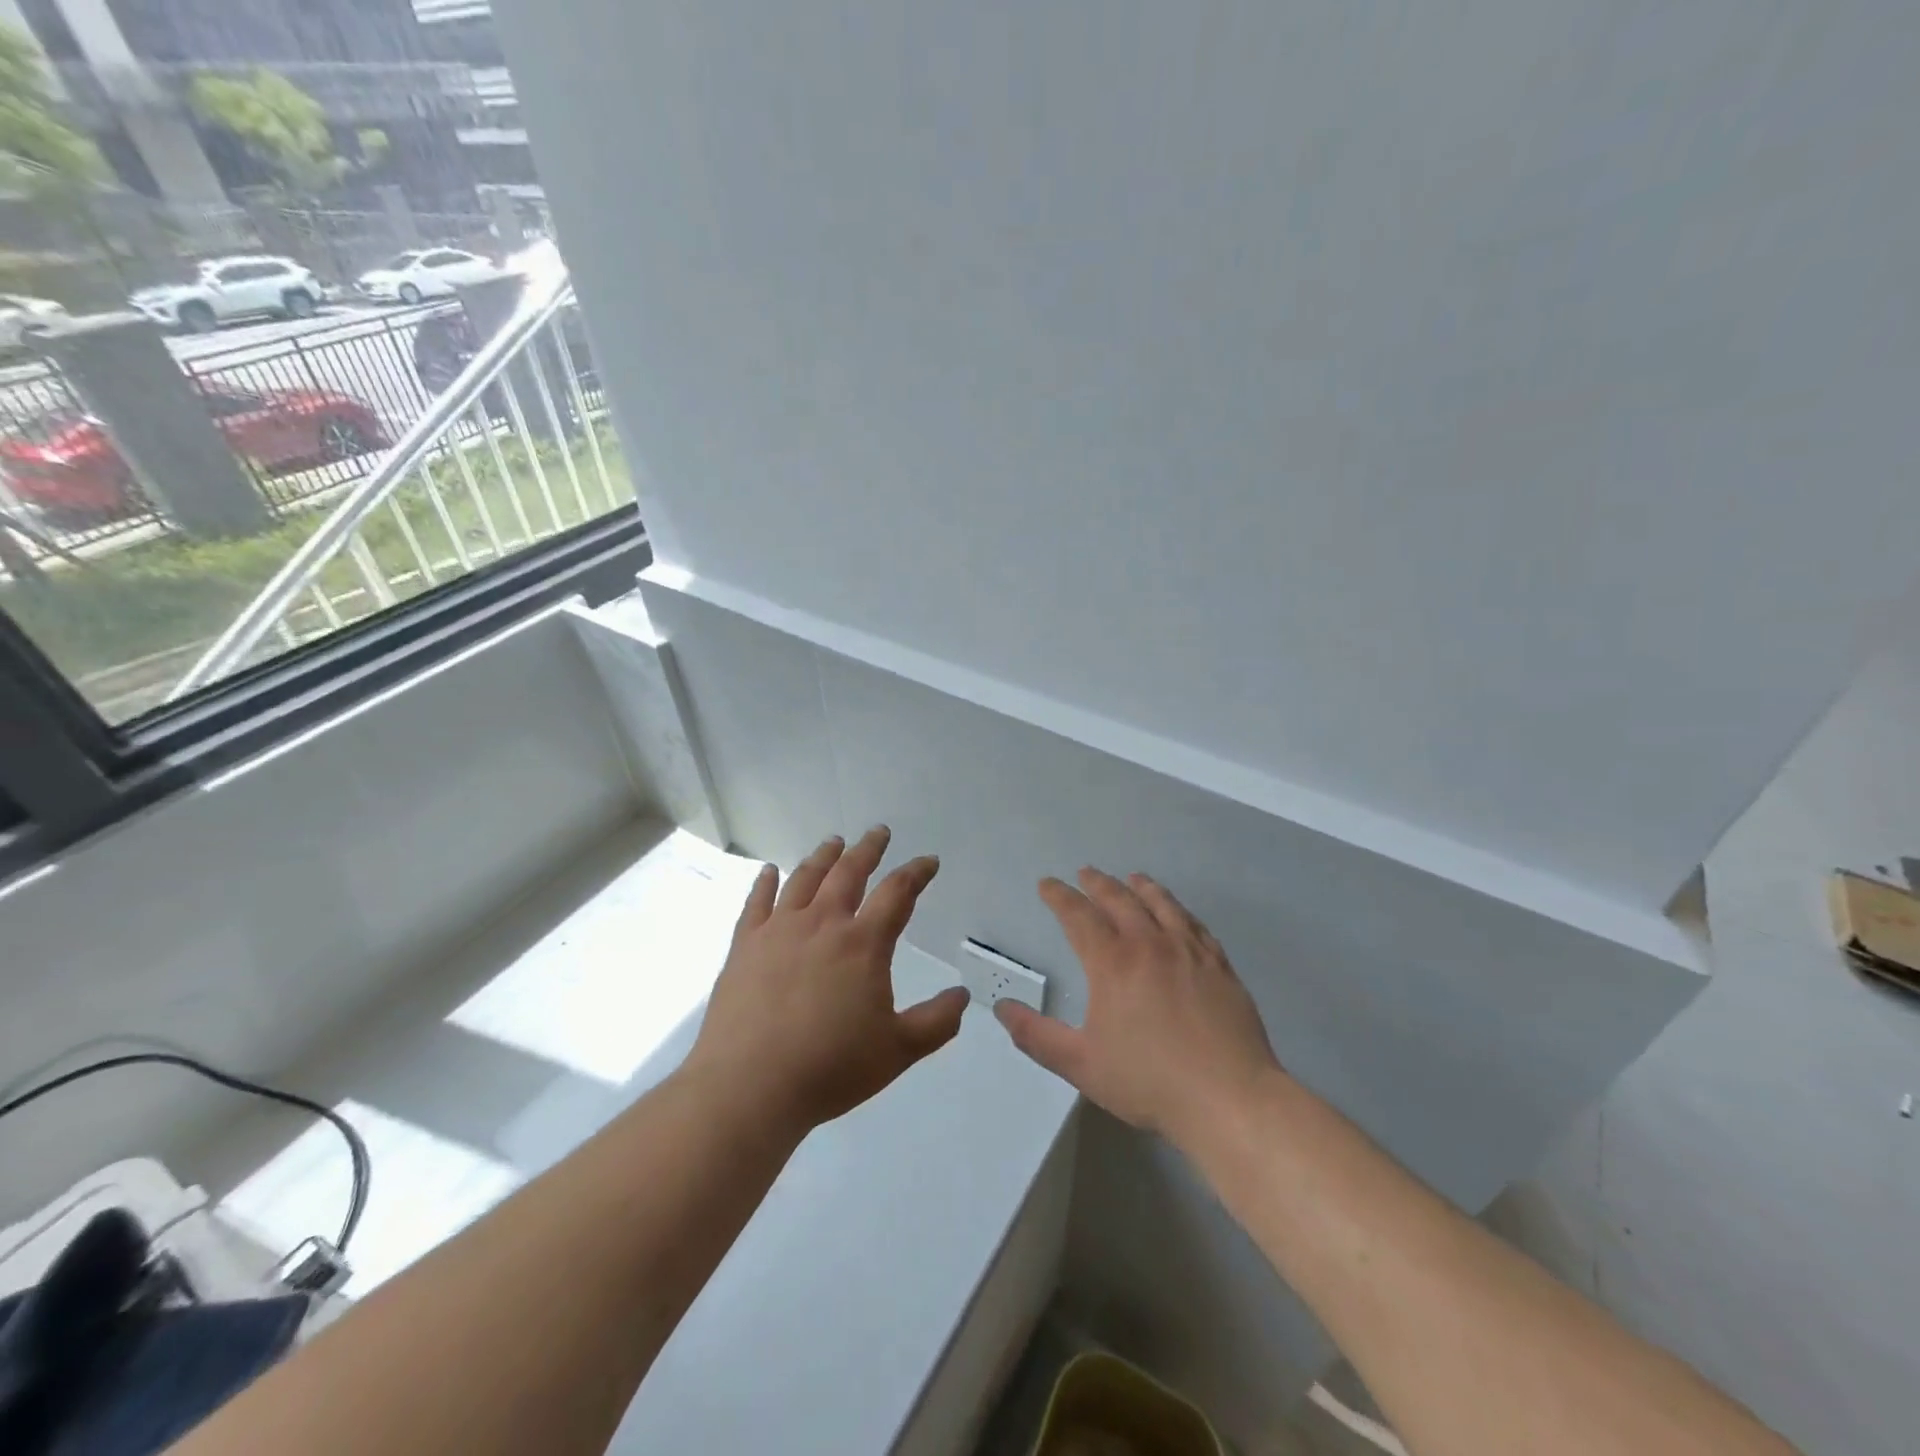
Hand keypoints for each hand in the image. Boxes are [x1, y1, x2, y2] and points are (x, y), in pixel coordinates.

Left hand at [685, 826, 968, 1132]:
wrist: (750, 1087)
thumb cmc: (830, 1068)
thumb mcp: (898, 1051)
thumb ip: (937, 1022)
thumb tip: (962, 996)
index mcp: (862, 943)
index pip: (897, 893)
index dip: (916, 873)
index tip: (928, 861)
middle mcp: (822, 924)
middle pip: (849, 872)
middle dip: (868, 849)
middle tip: (878, 832)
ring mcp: (778, 931)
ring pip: (804, 879)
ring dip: (823, 856)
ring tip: (834, 842)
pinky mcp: (744, 946)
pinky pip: (756, 903)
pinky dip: (765, 883)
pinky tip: (769, 871)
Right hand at [996, 868, 1280, 1147]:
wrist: (1228, 1097)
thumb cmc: (1148, 1081)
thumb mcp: (1080, 1063)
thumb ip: (1036, 1035)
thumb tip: (1001, 1008)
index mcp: (1112, 963)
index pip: (1079, 916)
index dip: (1059, 897)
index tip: (1047, 884)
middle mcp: (1149, 944)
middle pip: (1119, 900)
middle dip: (1097, 883)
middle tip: (1085, 872)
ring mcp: (1189, 951)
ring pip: (1161, 905)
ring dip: (1141, 887)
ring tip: (1132, 878)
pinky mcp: (1219, 965)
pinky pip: (1195, 925)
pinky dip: (1179, 910)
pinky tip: (1178, 913)